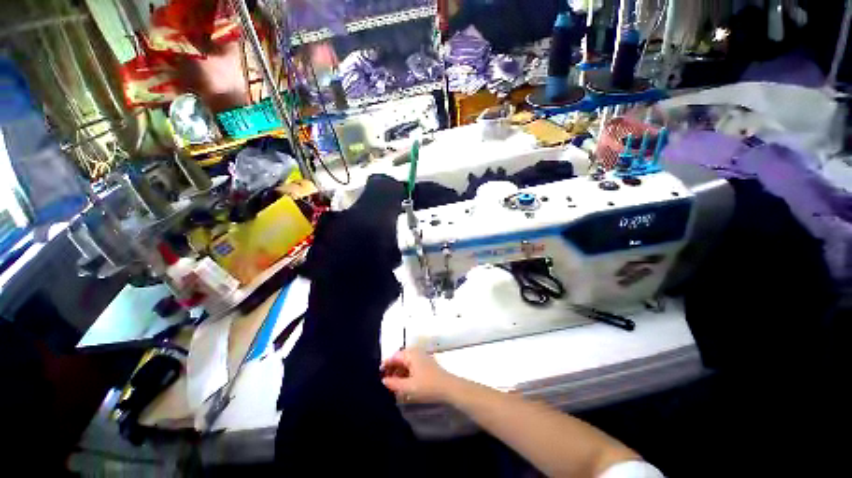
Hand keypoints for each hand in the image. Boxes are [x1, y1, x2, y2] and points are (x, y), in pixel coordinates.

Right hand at [380, 348, 458, 403]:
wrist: (449, 387)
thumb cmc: (428, 386)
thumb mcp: (408, 387)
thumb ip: (394, 383)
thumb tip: (383, 380)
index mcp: (410, 354)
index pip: (394, 356)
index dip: (385, 365)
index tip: (378, 375)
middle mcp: (415, 352)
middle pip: (400, 358)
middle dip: (392, 369)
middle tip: (385, 382)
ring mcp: (422, 357)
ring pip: (406, 362)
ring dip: (399, 372)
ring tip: (393, 385)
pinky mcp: (426, 364)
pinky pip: (412, 366)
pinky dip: (406, 373)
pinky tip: (404, 384)